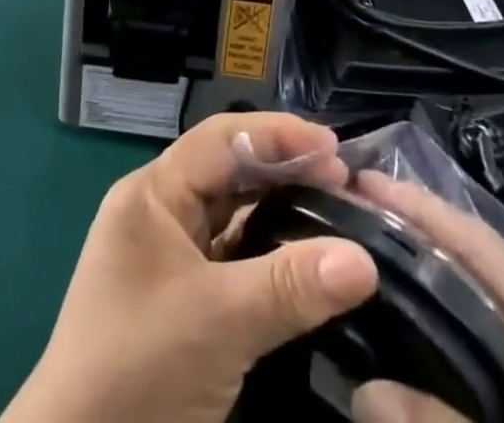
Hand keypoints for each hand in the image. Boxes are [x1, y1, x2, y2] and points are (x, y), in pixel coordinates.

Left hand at [0, 112, 379, 422]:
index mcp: (153, 193)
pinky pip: (232, 260)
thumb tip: (365, 260)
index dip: (278, 135)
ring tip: (335, 213)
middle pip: (229, 174)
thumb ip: (290, 286)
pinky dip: (268, 255)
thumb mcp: (218, 322)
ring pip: (233, 218)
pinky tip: (305, 263)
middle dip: (285, 172)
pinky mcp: (181, 301)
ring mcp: (168, 258)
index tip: (335, 148)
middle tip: (345, 182)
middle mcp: (159, 213)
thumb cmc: (138, 367)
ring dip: (280, 213)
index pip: (221, 141)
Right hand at [348, 173, 503, 422]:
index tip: (363, 182)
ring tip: (378, 262)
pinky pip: (503, 345)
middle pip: (485, 265)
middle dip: (423, 234)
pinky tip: (425, 337)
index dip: (422, 207)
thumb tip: (364, 389)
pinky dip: (459, 324)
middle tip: (357, 219)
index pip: (484, 246)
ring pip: (493, 304)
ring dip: (438, 277)